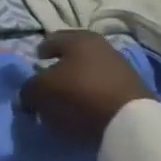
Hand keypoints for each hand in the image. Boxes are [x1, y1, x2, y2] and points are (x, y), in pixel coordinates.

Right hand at [18, 30, 153, 145]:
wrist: (129, 122)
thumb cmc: (80, 95)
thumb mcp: (42, 91)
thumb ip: (28, 90)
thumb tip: (27, 95)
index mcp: (79, 38)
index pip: (52, 40)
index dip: (41, 51)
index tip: (35, 62)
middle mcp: (102, 45)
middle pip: (74, 54)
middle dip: (60, 66)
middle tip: (49, 81)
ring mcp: (121, 66)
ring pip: (90, 71)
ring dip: (77, 82)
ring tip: (66, 100)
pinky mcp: (133, 89)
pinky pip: (103, 88)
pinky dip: (92, 95)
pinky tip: (85, 108)